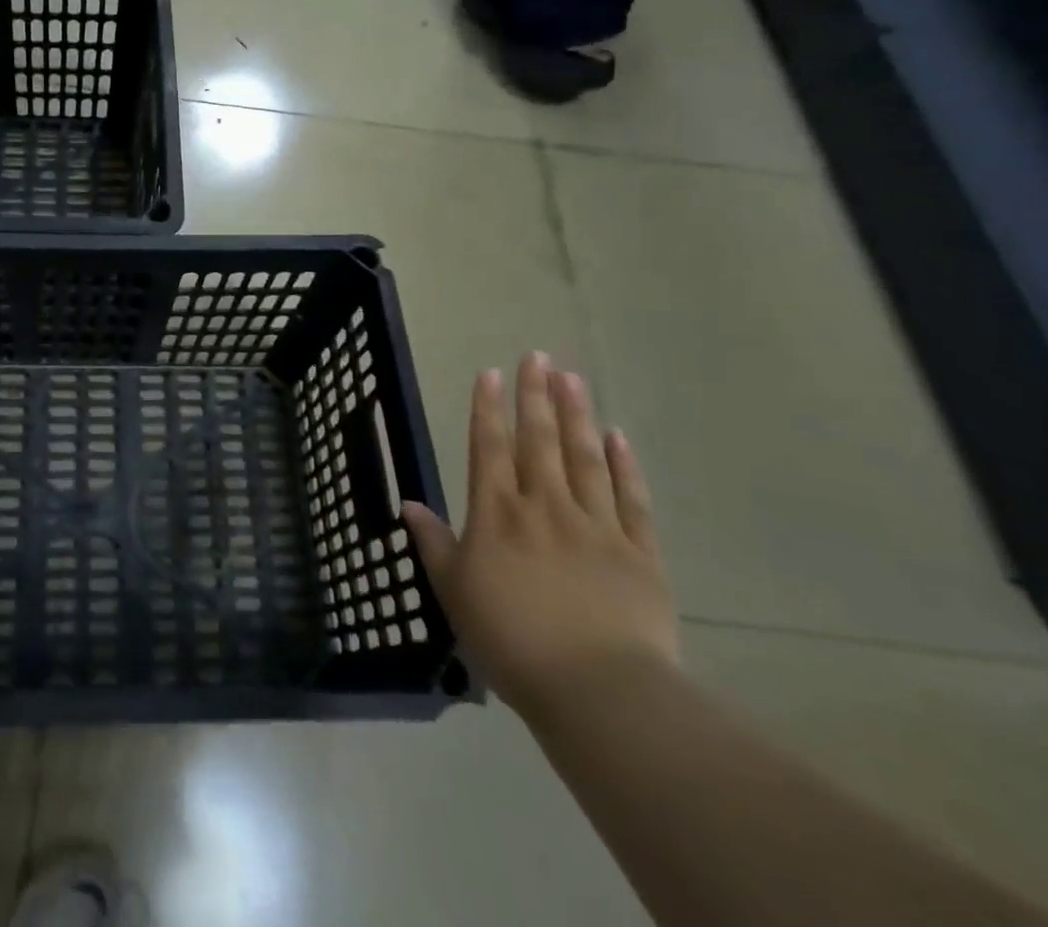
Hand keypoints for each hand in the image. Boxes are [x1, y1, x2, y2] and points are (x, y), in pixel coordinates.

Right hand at [403, 353, 676, 723]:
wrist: (598, 691)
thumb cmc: (511, 640)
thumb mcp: (455, 592)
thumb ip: (433, 543)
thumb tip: (406, 503)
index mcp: (497, 514)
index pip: (490, 447)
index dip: (488, 408)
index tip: (490, 372)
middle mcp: (545, 506)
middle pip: (539, 440)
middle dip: (535, 396)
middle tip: (538, 356)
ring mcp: (597, 526)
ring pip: (585, 458)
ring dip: (576, 415)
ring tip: (572, 378)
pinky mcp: (640, 554)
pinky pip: (632, 500)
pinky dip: (625, 466)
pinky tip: (619, 436)